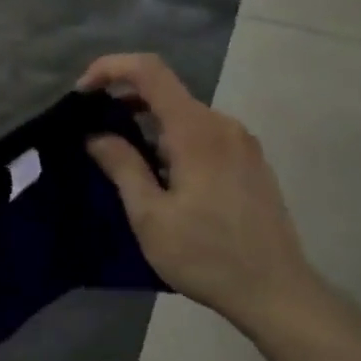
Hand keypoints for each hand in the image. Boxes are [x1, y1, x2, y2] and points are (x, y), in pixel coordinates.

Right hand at [80, 53, 316, 334]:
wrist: (277, 293)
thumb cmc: (207, 256)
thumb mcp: (151, 217)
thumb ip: (122, 166)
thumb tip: (96, 135)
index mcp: (195, 130)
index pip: (149, 70)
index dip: (110, 68)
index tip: (83, 93)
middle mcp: (222, 123)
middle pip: (166, 91)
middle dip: (125, 101)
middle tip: (95, 131)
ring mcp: (241, 141)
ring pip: (185, 114)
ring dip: (150, 124)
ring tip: (127, 160)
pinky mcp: (251, 160)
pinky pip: (204, 132)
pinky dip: (175, 138)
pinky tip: (165, 176)